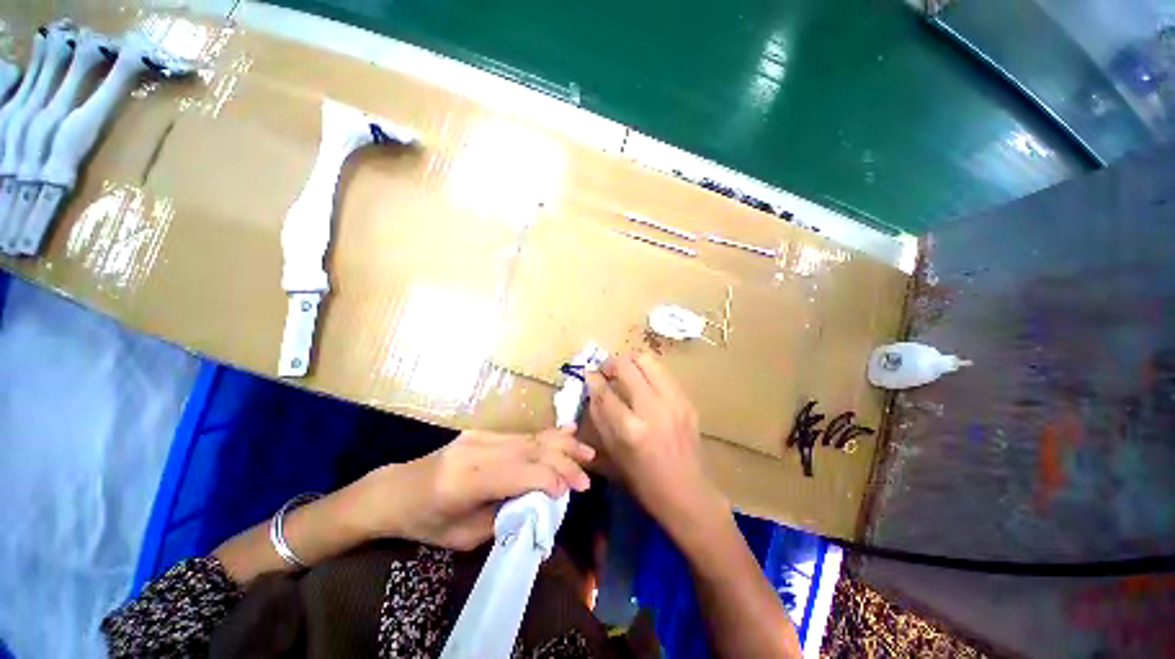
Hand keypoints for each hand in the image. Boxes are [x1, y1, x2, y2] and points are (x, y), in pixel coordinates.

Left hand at [354, 427, 594, 549]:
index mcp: (467, 480)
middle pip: (531, 451)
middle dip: (564, 461)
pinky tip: (565, 432)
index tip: (573, 491)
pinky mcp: (484, 432)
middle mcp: (477, 451)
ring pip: (530, 438)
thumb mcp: (464, 536)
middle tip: (588, 472)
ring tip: (586, 451)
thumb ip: (505, 516)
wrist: (397, 490)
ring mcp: (481, 436)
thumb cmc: (427, 522)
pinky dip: (546, 435)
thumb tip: (540, 503)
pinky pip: (521, 433)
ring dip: (561, 444)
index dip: (551, 480)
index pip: (521, 473)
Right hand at [585, 352, 727, 538]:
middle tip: (606, 371)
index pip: (605, 391)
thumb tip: (592, 386)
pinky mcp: (687, 400)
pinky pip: (662, 373)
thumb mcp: (613, 451)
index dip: (593, 378)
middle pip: (627, 365)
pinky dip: (648, 372)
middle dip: (611, 363)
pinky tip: (644, 385)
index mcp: (631, 429)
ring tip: (624, 373)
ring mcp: (674, 401)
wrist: (688, 493)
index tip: (588, 372)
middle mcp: (653, 409)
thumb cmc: (644, 480)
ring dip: (631, 362)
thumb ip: (600, 415)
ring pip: (648, 360)